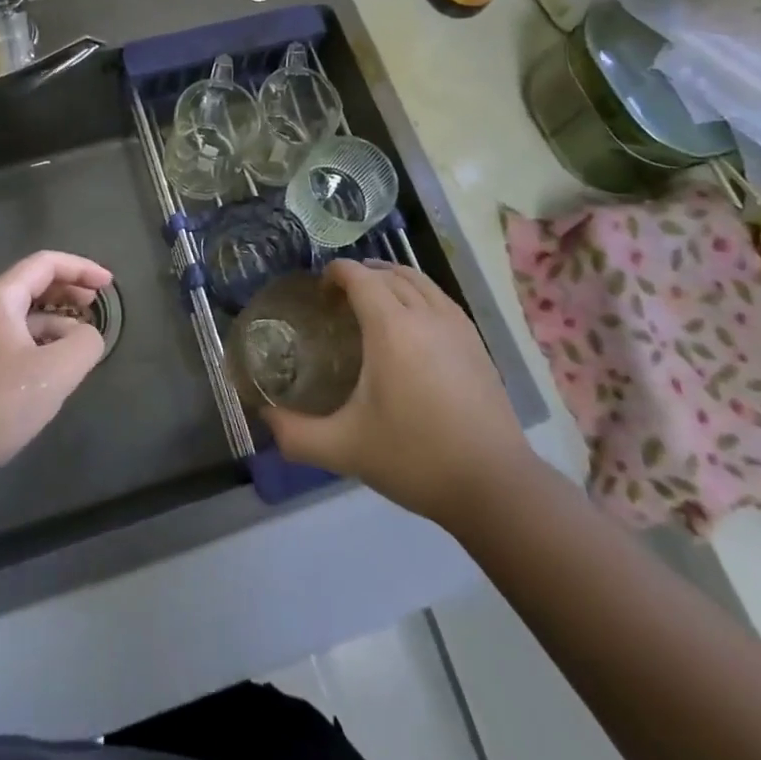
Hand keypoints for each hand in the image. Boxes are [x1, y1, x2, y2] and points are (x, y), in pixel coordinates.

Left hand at [0, 251, 111, 476]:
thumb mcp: (56, 370)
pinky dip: (41, 345)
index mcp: (0, 299)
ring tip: (83, 344)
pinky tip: (55, 372)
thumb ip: (84, 344)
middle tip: (97, 306)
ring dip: (57, 322)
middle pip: (33, 286)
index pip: (45, 264)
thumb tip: (88, 336)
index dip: (81, 268)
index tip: (108, 285)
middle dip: (69, 291)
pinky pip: (15, 343)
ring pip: (24, 318)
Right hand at [262, 260, 533, 523]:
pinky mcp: (477, 343)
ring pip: (420, 280)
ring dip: (392, 278)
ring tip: (374, 300)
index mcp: (391, 327)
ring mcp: (457, 326)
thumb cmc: (415, 459)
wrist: (494, 487)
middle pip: (389, 272)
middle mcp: (425, 314)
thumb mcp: (345, 449)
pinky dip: (419, 294)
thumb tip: (265, 418)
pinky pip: (441, 298)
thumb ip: (296, 434)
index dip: (335, 273)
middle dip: (361, 274)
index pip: (359, 276)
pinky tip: (414, 323)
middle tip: (340, 298)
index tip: (319, 291)